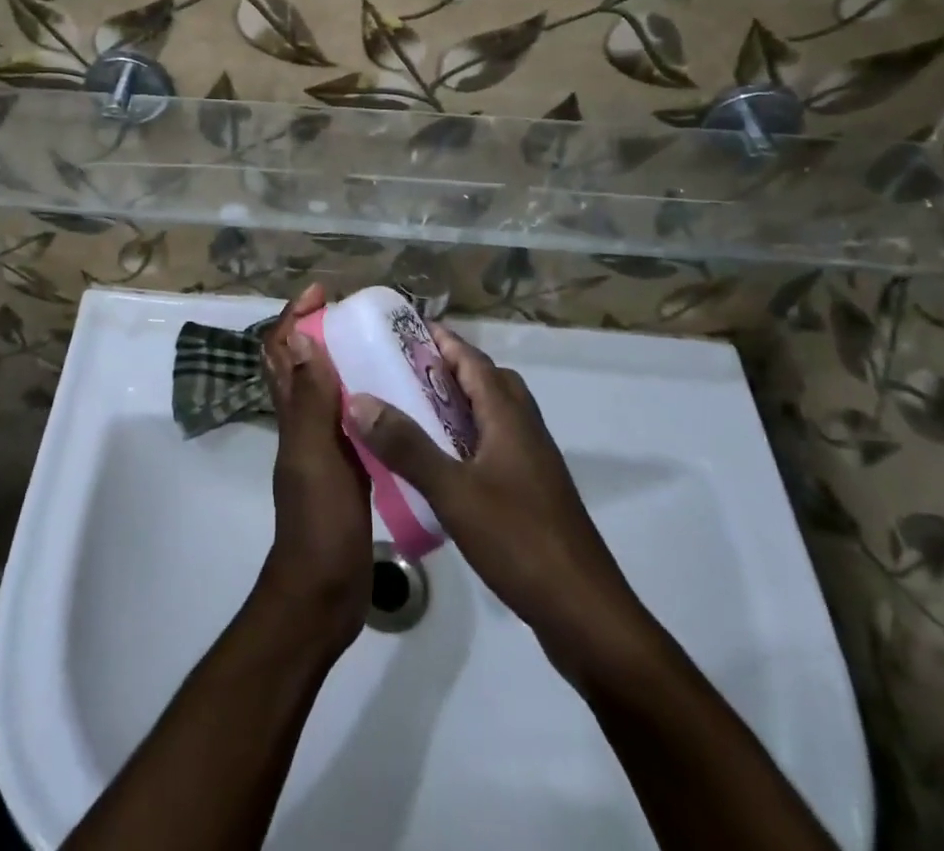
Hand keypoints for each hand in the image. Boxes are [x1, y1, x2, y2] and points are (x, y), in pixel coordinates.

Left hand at [256, 284, 371, 650]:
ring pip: (328, 391)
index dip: (295, 317)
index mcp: (293, 415)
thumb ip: (309, 403)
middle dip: (321, 331)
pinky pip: (353, 421)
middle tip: (361, 315)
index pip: (282, 352)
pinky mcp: (346, 469)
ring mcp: (324, 447)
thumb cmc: (318, 523)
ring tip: (386, 346)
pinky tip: (401, 401)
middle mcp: (304, 424)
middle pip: (303, 365)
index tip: (323, 293)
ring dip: (346, 362)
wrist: (322, 594)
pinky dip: (367, 400)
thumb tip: (301, 340)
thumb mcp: (315, 458)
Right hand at [347, 323, 650, 660]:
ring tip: (414, 412)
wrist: (585, 614)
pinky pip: (494, 446)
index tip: (402, 328)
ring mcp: (532, 463)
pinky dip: (466, 439)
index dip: (441, 340)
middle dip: (448, 368)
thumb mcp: (454, 491)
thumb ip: (407, 446)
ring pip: (492, 415)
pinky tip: (440, 465)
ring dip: (458, 404)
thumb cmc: (520, 541)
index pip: (473, 359)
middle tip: (403, 371)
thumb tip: (359, 399)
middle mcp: (524, 429)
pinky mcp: (532, 493)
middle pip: (487, 381)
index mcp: (509, 417)